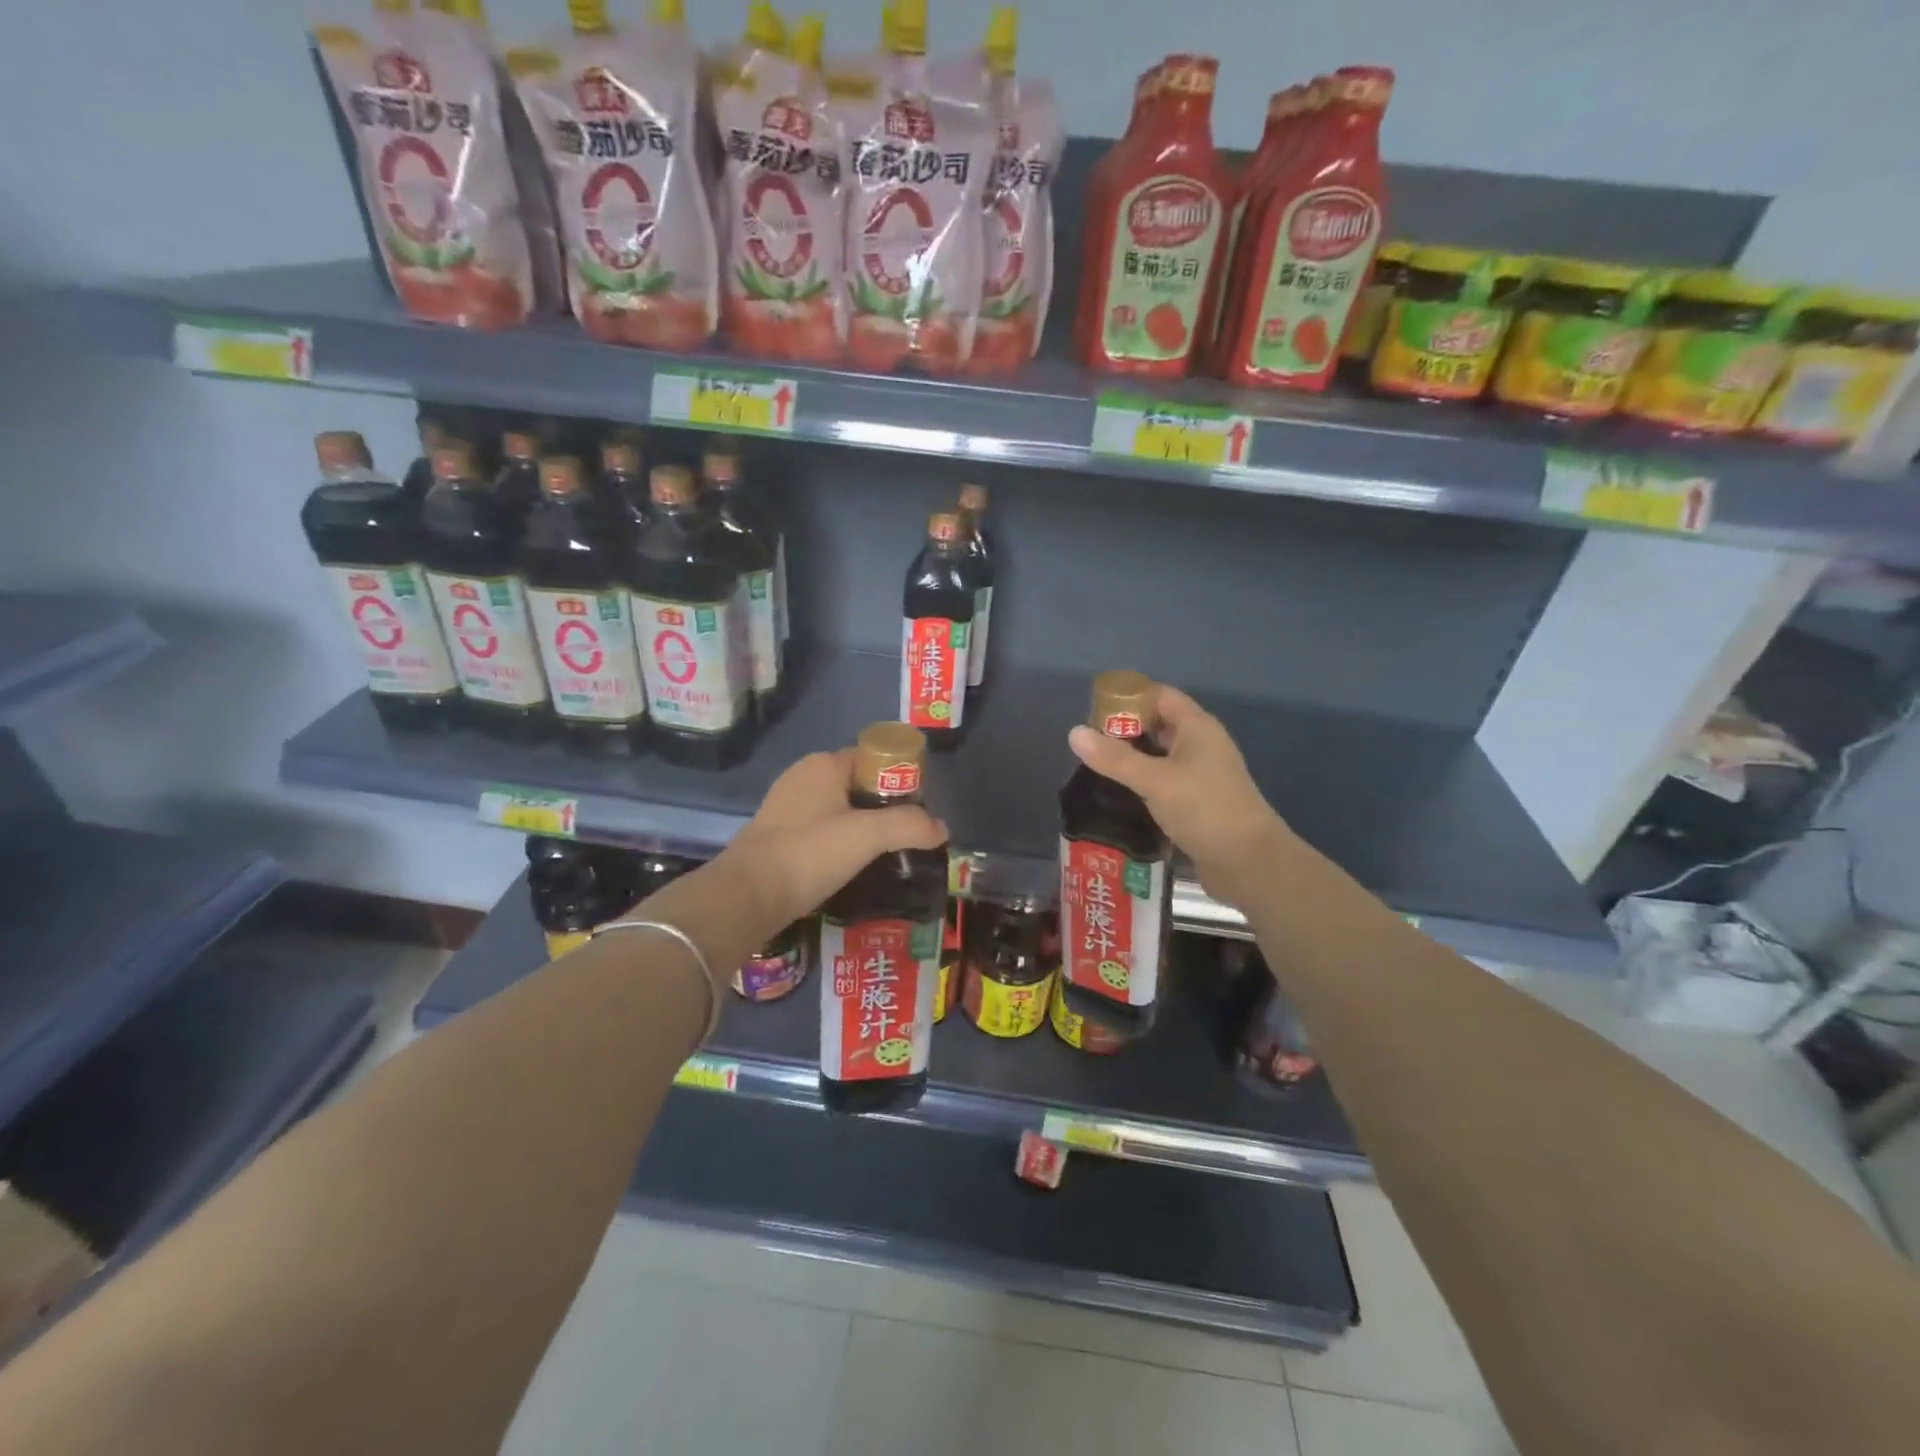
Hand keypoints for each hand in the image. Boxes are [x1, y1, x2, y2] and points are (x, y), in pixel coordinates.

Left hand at [720, 749, 947, 927]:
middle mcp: (803, 776)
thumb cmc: (809, 853)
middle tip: (908, 834)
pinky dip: (840, 842)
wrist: (748, 895)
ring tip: (886, 853)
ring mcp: (787, 806)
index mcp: (824, 765)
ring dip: (863, 827)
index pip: (874, 758)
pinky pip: (821, 829)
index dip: (901, 779)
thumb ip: (909, 825)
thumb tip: (941, 828)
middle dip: (884, 806)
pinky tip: (853, 865)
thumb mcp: (868, 836)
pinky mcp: (778, 834)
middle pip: (858, 784)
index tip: (919, 808)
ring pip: (839, 808)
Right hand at [1067, 684, 1292, 908]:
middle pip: (1159, 725)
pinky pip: (1164, 783)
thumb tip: (1074, 732)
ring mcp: (1201, 775)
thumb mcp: (1154, 780)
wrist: (1249, 862)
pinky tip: (1118, 795)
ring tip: (1095, 767)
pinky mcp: (1198, 803)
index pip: (1160, 696)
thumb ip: (1114, 758)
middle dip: (1125, 730)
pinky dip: (1142, 784)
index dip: (1129, 697)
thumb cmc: (1204, 809)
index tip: (1094, 710)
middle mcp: (1201, 746)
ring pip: (1160, 757)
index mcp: (1197, 728)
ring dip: (1132, 759)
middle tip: (1088, 742)